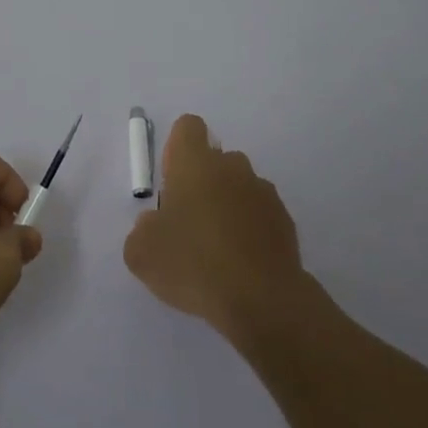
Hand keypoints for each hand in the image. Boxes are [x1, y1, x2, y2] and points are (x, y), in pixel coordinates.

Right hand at [123, 115, 309, 344]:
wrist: (262, 300)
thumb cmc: (194, 264)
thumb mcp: (142, 252)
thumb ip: (143, 229)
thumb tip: (154, 224)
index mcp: (195, 163)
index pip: (188, 127)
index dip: (177, 148)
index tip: (171, 181)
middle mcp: (232, 167)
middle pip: (215, 159)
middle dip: (202, 182)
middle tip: (189, 223)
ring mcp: (263, 192)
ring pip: (239, 187)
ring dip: (227, 205)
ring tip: (217, 249)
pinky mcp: (285, 220)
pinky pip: (260, 214)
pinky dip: (250, 229)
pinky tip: (241, 263)